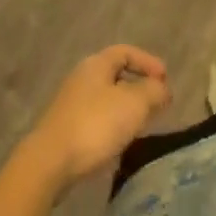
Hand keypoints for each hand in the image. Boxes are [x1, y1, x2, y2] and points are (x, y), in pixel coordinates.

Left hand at [20, 46, 170, 187]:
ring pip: (106, 99)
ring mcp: (71, 104)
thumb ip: (153, 91)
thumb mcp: (134, 104)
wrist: (49, 163)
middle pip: (115, 75)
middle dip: (138, 87)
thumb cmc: (95, 125)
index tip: (165, 79)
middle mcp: (82, 78)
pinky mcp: (65, 129)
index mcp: (96, 64)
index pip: (126, 52)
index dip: (148, 62)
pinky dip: (112, 125)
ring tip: (142, 125)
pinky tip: (119, 143)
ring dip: (126, 109)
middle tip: (157, 103)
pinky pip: (96, 119)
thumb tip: (162, 88)